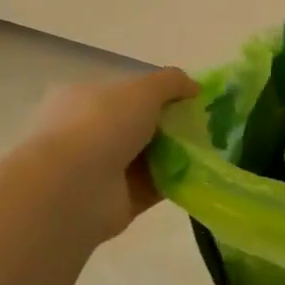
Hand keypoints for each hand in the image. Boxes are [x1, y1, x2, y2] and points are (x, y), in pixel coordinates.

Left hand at [27, 67, 198, 243]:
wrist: (73, 188)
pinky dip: (176, 180)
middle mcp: (85, 134)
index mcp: (80, 99)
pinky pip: (153, 186)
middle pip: (137, 126)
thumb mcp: (143, 88)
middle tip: (204, 124)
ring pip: (147, 157)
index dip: (155, 93)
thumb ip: (171, 82)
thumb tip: (194, 87)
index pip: (121, 93)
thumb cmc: (101, 125)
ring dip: (176, 154)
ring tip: (211, 148)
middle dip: (170, 125)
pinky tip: (201, 174)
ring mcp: (99, 170)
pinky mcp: (116, 201)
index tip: (187, 98)